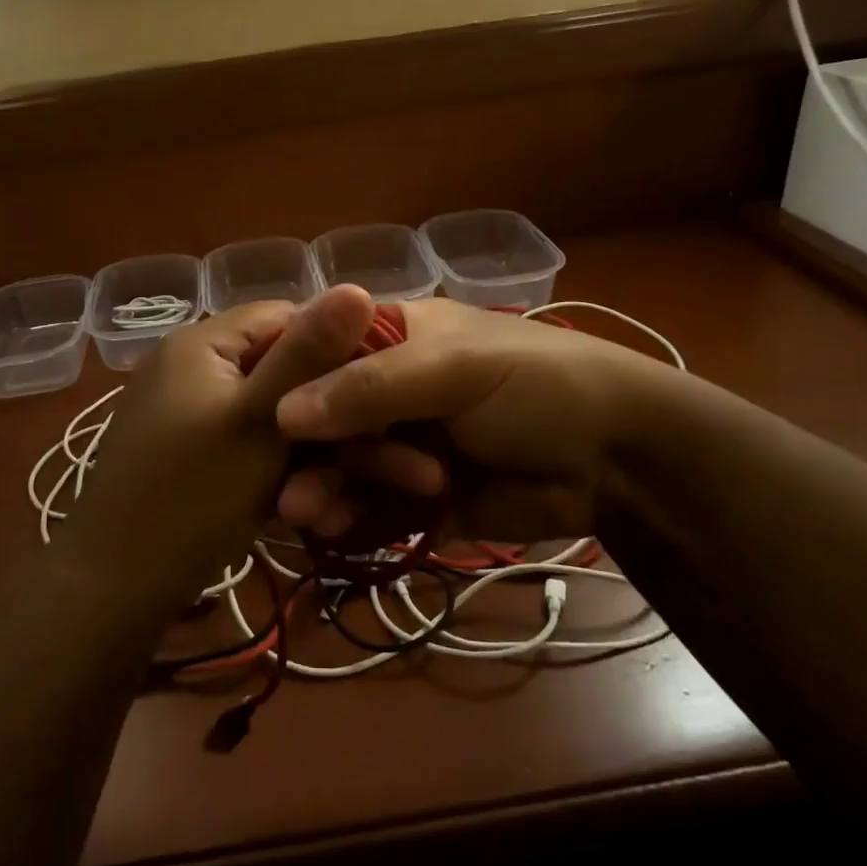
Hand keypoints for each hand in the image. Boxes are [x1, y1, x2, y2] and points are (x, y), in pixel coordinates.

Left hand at [65, 285, 377, 613]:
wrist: (111, 588)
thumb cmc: (191, 496)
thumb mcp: (260, 422)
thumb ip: (308, 356)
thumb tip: (357, 286)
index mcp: (202, 341)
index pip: (286, 317)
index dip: (337, 349)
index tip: (376, 395)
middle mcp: (190, 366)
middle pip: (278, 371)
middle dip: (325, 417)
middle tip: (370, 462)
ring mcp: (185, 412)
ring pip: (267, 416)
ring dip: (305, 454)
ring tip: (333, 499)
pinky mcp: (185, 452)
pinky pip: (244, 445)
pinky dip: (273, 470)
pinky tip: (298, 507)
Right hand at [272, 298, 678, 545]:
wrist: (618, 457)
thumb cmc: (537, 383)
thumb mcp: (455, 368)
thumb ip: (372, 386)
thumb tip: (283, 411)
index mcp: (388, 337)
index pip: (316, 351)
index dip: (282, 381)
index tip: (248, 419)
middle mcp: (383, 387)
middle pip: (319, 416)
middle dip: (304, 451)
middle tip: (288, 490)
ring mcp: (397, 442)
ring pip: (338, 463)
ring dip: (320, 486)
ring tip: (306, 514)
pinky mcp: (414, 493)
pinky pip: (366, 503)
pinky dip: (347, 515)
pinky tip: (332, 528)